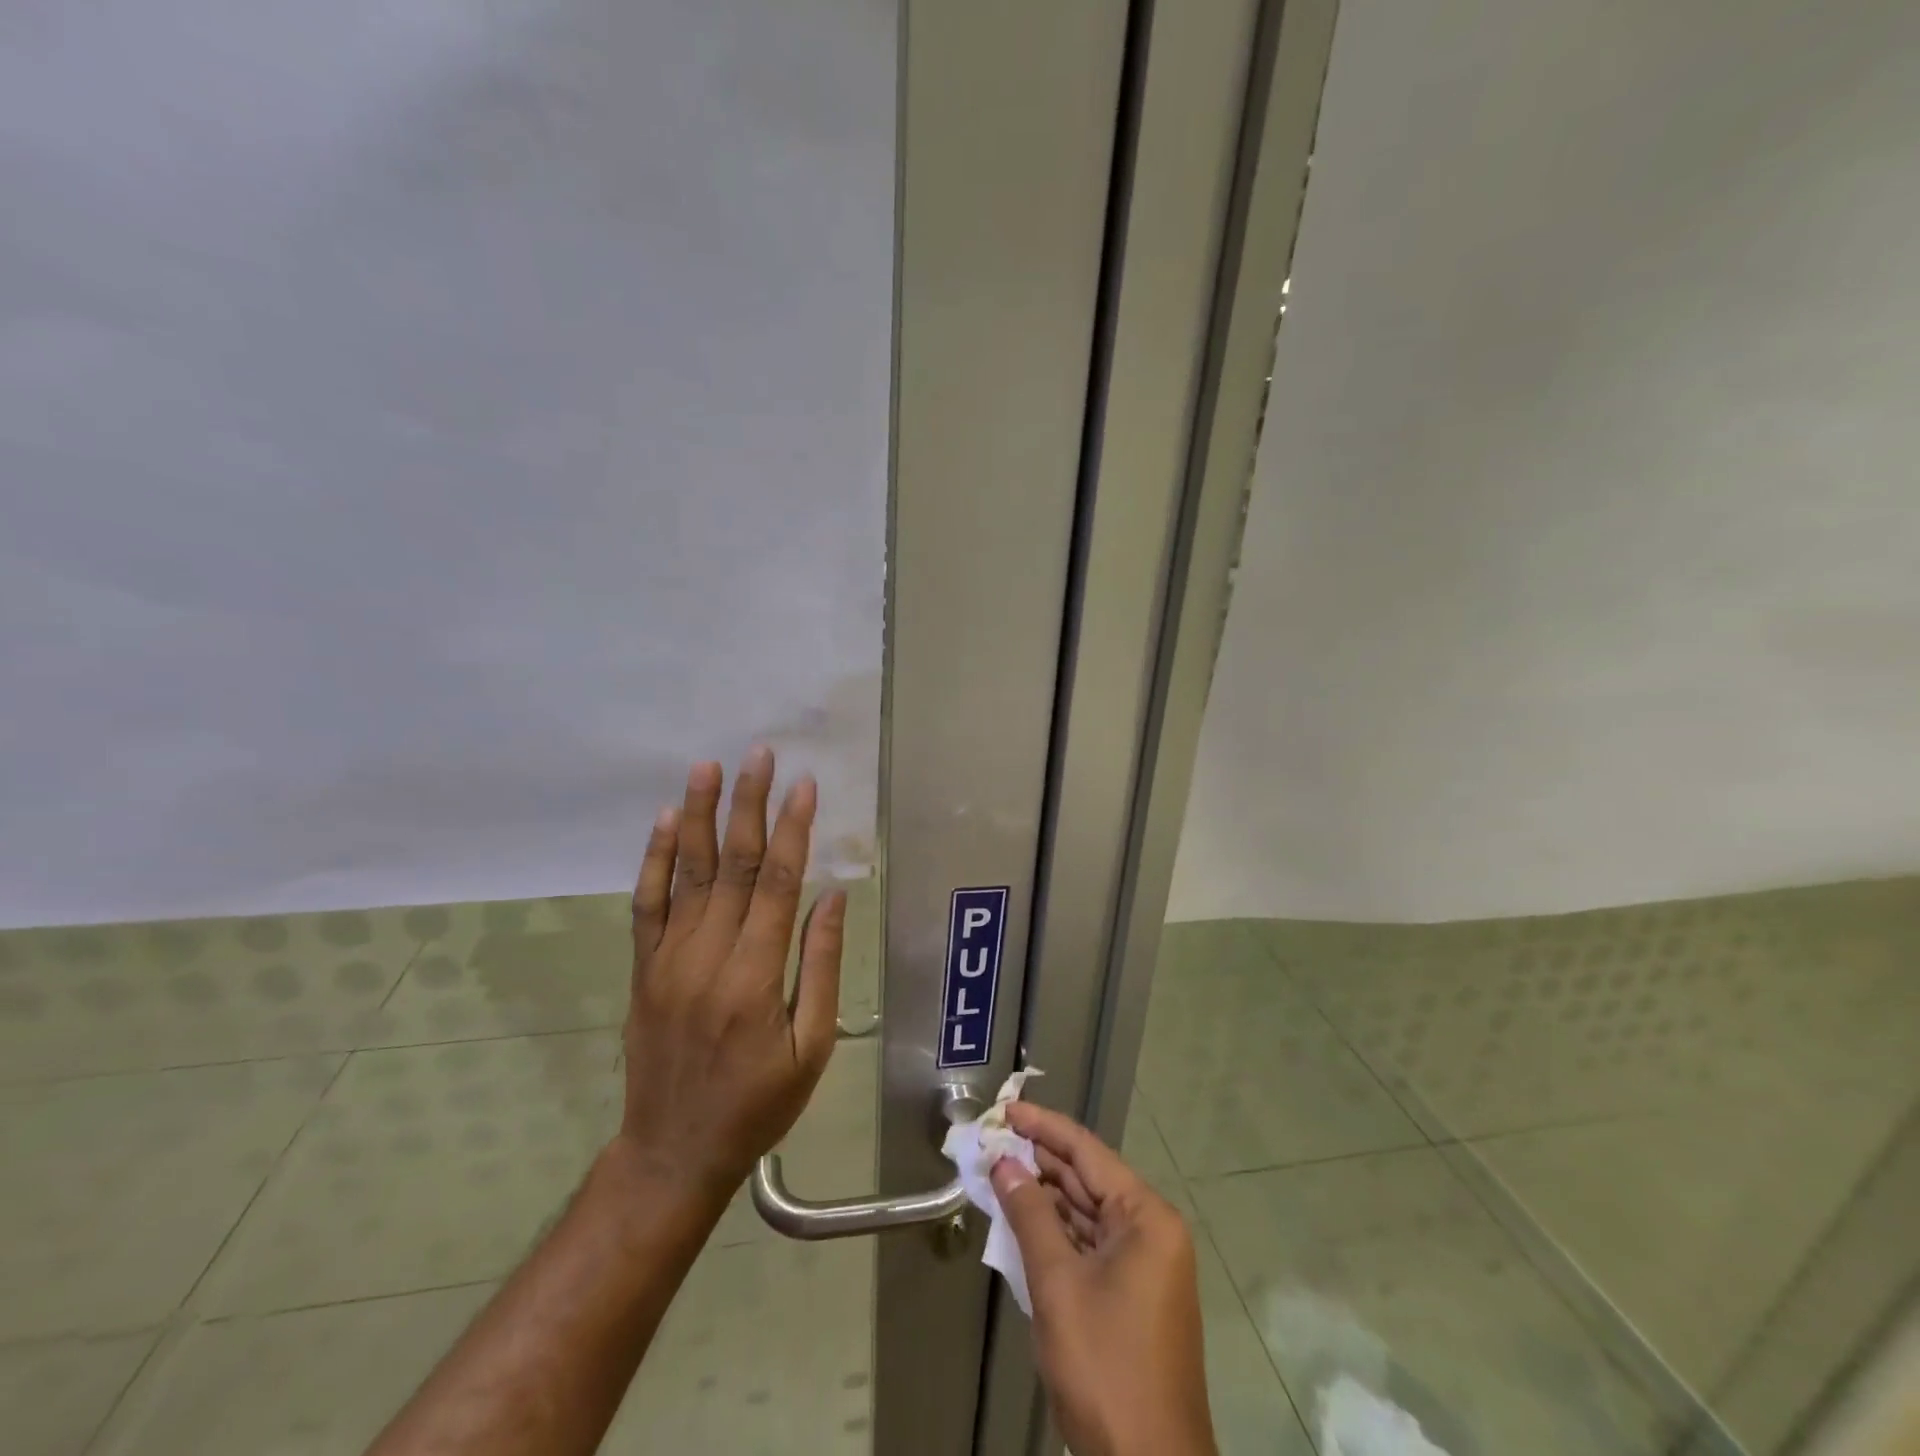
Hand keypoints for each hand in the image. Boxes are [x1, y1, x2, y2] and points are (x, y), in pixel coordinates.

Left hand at [615, 748, 843, 1203]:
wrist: (673, 1150)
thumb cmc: (759, 1103)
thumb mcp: (812, 1047)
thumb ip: (820, 966)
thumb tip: (832, 897)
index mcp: (755, 977)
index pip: (778, 884)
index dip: (794, 829)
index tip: (805, 785)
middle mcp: (708, 957)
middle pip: (732, 865)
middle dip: (748, 805)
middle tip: (759, 754)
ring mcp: (668, 960)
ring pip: (685, 873)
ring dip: (697, 816)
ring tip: (708, 767)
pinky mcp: (643, 969)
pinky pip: (646, 904)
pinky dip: (653, 859)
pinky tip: (663, 821)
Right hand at [990, 1104, 1216, 1455]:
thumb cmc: (1105, 1366)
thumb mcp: (1058, 1284)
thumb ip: (1029, 1215)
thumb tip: (1004, 1163)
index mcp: (1146, 1217)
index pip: (1087, 1151)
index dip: (1044, 1127)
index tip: (1006, 1109)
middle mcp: (1152, 1231)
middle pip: (1088, 1179)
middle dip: (1040, 1161)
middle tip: (994, 1142)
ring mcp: (1145, 1265)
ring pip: (1087, 1213)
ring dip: (1045, 1197)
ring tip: (1000, 1174)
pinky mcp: (1133, 1295)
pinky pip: (1091, 1245)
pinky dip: (1058, 1232)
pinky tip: (1023, 1221)